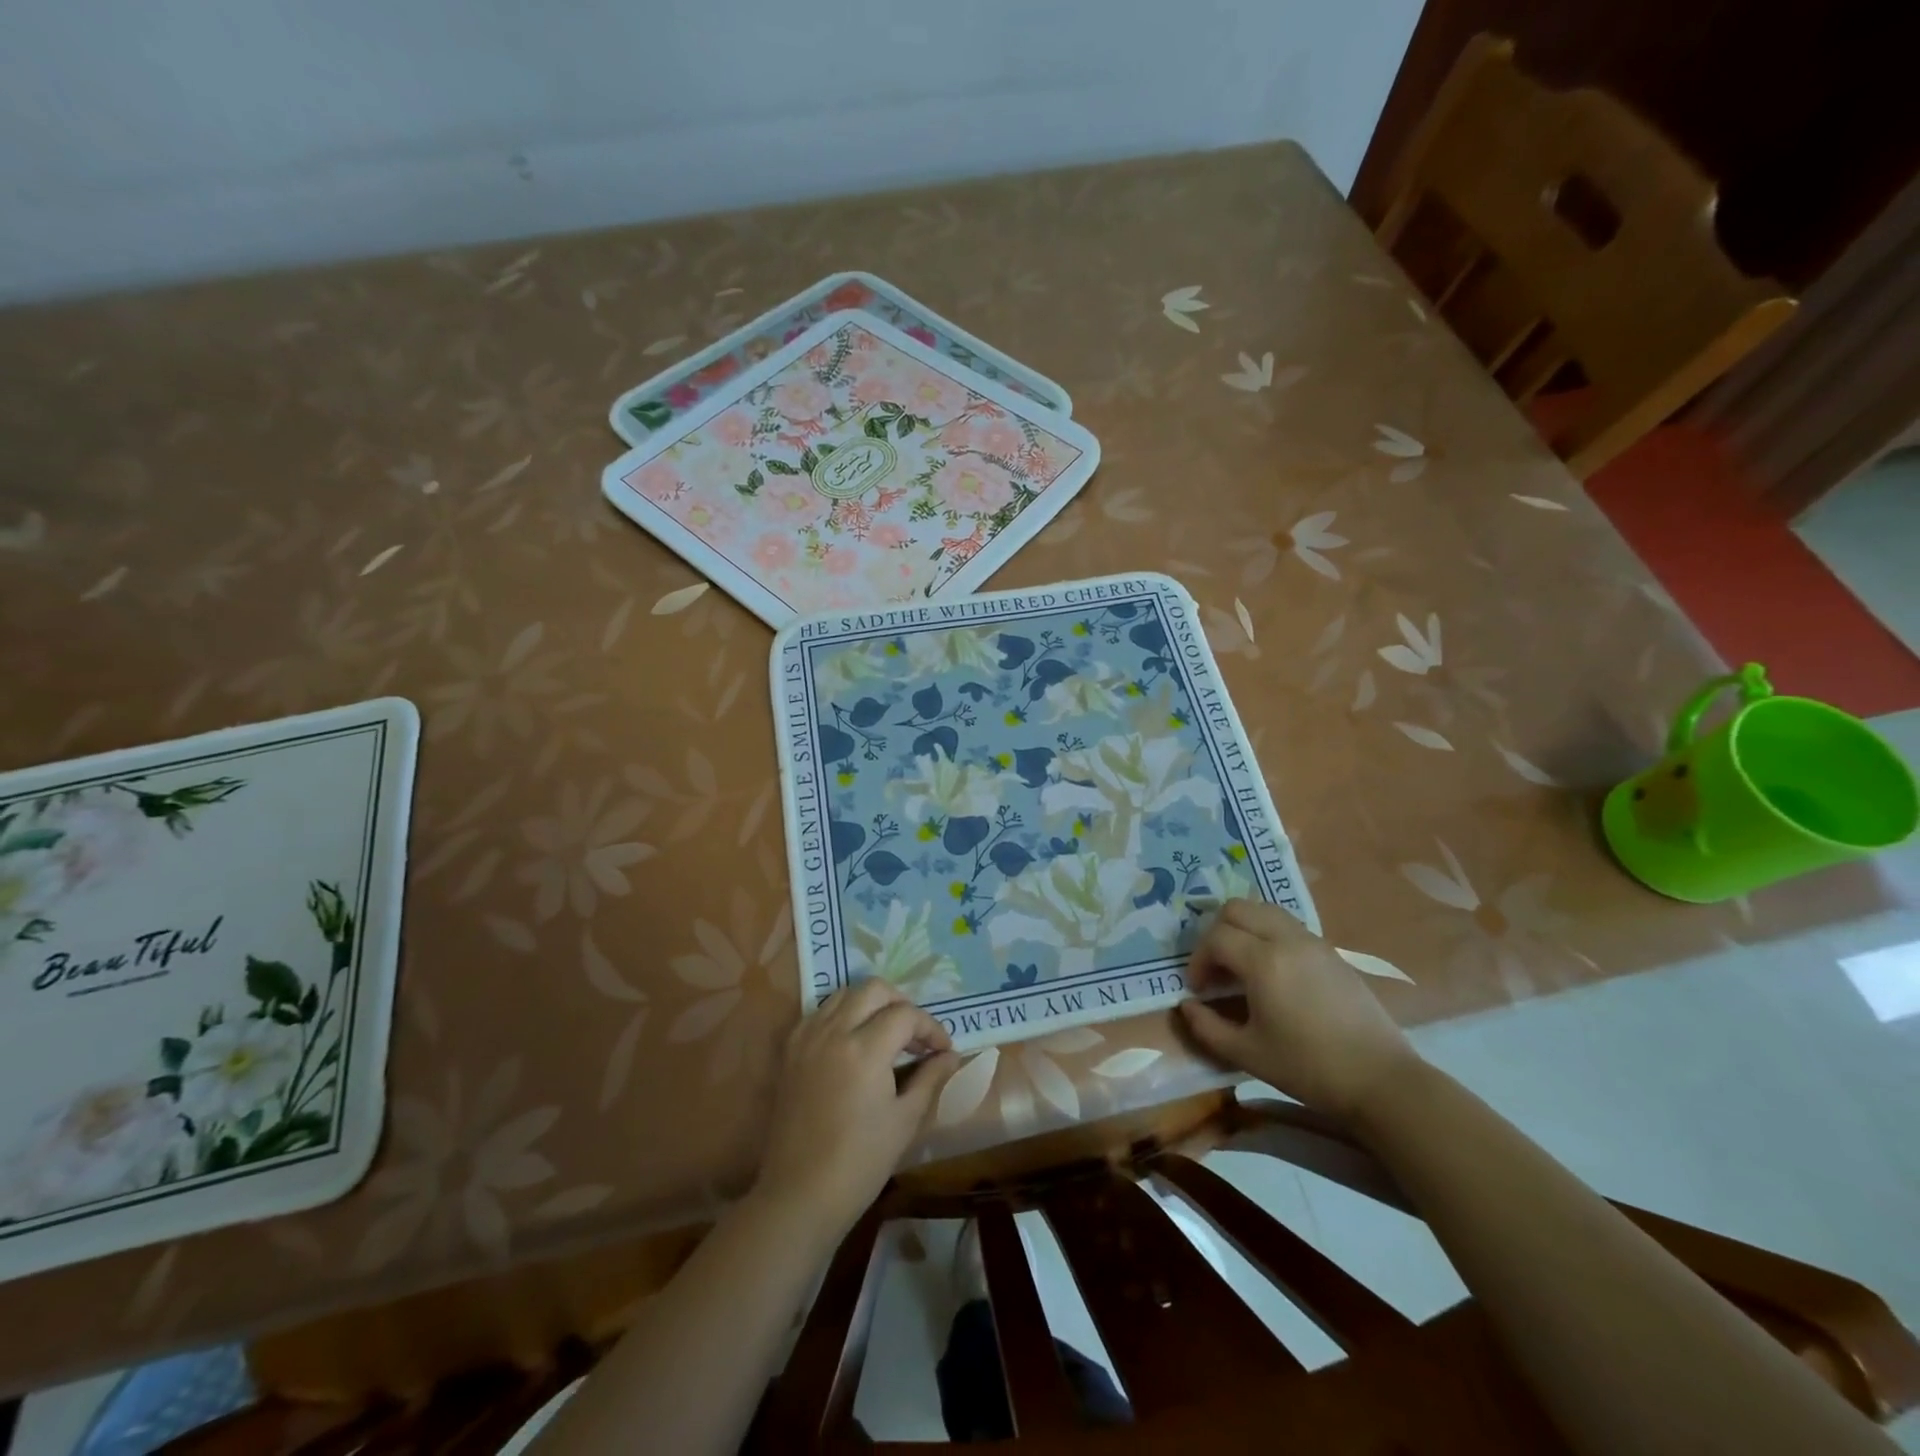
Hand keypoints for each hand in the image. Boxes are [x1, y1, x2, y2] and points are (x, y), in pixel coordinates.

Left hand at [755, 979, 960, 1240]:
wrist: (800, 1194)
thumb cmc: (860, 1162)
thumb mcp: (905, 1120)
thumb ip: (930, 1078)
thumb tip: (951, 1055)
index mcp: (865, 1049)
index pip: (906, 1015)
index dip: (930, 1028)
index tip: (943, 1050)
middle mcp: (834, 1031)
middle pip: (874, 990)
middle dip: (901, 1005)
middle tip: (914, 1035)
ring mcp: (808, 1038)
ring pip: (844, 993)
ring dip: (870, 1004)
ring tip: (885, 1033)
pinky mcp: (790, 1050)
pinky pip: (819, 1012)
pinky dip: (841, 1015)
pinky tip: (852, 1042)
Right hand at [1178, 899, 1418, 1121]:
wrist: (1381, 1080)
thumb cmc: (1308, 1068)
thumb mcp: (1247, 1053)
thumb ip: (1207, 1027)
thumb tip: (1186, 1006)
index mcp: (1263, 962)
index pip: (1216, 938)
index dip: (1198, 960)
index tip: (1198, 989)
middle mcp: (1286, 940)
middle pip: (1237, 909)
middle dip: (1216, 932)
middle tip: (1215, 968)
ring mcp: (1313, 942)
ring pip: (1264, 910)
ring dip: (1243, 928)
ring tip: (1240, 964)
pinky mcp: (1331, 951)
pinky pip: (1288, 925)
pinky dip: (1267, 934)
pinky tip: (1271, 971)